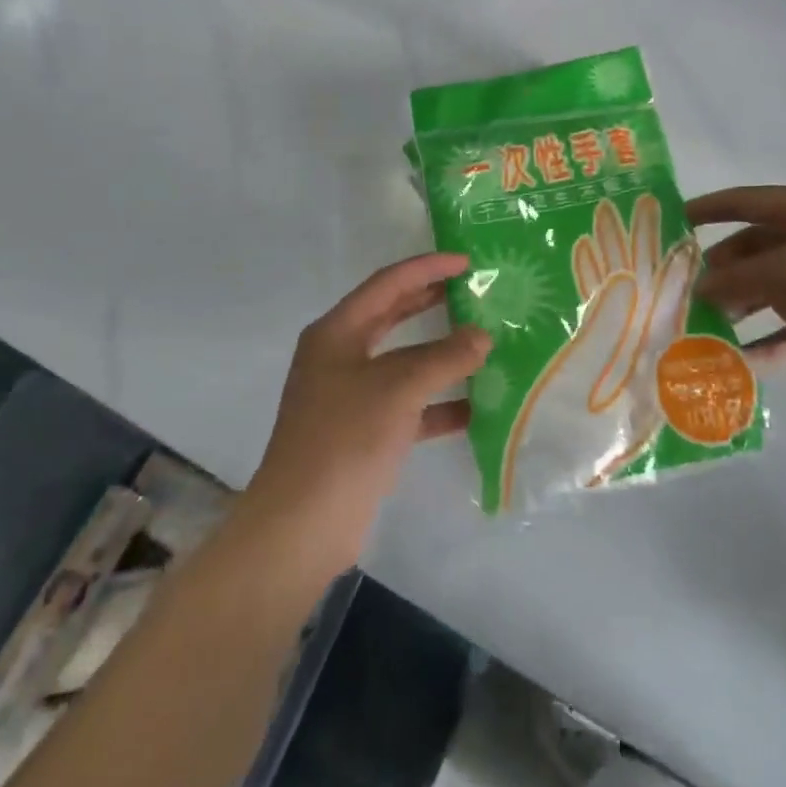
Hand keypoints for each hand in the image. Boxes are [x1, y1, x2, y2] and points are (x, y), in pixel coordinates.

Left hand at [245, 254, 490, 571]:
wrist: (302, 524)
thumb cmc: (345, 438)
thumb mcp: (398, 388)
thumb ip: (445, 358)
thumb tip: (482, 337)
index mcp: (337, 332)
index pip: (387, 284)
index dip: (427, 268)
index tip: (467, 262)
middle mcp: (340, 357)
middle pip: (392, 317)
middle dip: (432, 302)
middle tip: (474, 291)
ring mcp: (350, 396)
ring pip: (403, 363)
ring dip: (441, 356)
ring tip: (483, 344)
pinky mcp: (363, 432)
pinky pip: (407, 406)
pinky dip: (438, 404)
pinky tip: (476, 409)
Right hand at [686, 186, 785, 405]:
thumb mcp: (782, 274)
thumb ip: (734, 279)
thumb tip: (699, 287)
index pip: (747, 201)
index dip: (709, 208)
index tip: (674, 221)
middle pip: (756, 248)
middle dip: (722, 270)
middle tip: (685, 291)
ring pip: (771, 289)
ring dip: (740, 308)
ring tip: (704, 328)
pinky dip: (768, 340)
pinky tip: (740, 362)